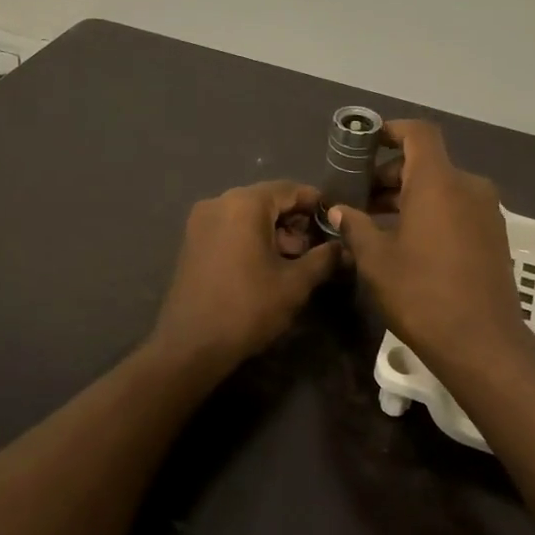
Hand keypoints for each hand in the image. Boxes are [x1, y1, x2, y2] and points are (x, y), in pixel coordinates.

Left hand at [148, 180, 341, 375]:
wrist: (191, 345)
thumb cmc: (248, 308)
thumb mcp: (295, 283)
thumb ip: (323, 258)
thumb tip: (343, 248)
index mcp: (245, 204)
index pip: (290, 189)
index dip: (316, 204)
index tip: (336, 223)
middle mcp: (219, 202)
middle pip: (267, 200)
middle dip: (294, 221)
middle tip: (315, 249)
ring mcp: (200, 222)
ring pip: (248, 215)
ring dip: (274, 232)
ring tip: (294, 262)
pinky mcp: (192, 242)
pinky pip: (230, 228)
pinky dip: (251, 239)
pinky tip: (266, 266)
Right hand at [328, 121, 529, 373]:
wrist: (482, 342)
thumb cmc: (422, 294)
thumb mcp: (376, 260)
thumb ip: (356, 227)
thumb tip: (339, 210)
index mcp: (438, 183)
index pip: (418, 134)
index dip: (391, 131)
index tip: (365, 144)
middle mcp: (468, 187)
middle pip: (427, 163)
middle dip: (390, 173)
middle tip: (359, 197)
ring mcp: (486, 212)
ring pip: (442, 187)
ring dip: (409, 196)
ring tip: (376, 222)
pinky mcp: (494, 235)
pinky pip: (457, 208)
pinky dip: (431, 212)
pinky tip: (407, 241)